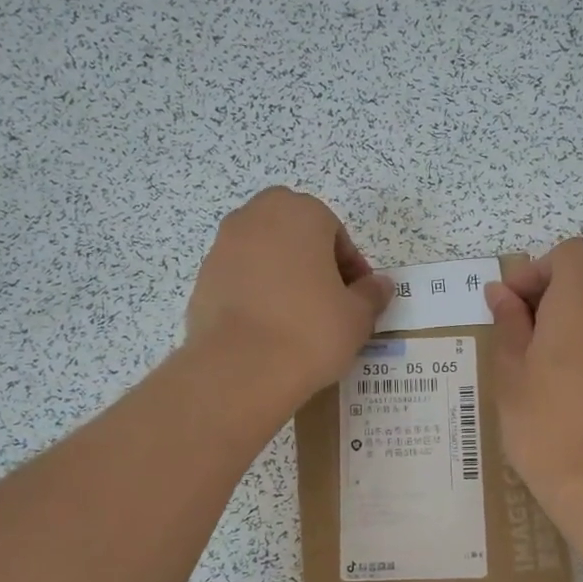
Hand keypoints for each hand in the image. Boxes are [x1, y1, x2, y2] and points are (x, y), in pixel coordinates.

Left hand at [185, 188, 392, 406]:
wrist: (241, 369)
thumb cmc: (311, 331)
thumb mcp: (357, 316)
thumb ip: (371, 294)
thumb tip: (380, 285)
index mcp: (299, 212)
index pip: (336, 233)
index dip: (351, 267)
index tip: (357, 299)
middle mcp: (256, 217)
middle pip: (295, 235)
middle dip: (313, 262)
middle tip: (328, 303)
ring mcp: (223, 247)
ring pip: (264, 255)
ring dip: (282, 277)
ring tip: (297, 320)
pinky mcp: (203, 279)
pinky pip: (240, 280)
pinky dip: (255, 296)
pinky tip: (267, 330)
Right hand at [485, 238, 582, 517]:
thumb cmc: (543, 426)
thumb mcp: (510, 372)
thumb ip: (508, 323)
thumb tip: (501, 291)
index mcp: (579, 304)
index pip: (571, 252)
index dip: (538, 267)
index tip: (513, 303)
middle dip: (574, 269)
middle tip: (542, 305)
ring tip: (553, 335)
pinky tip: (572, 364)